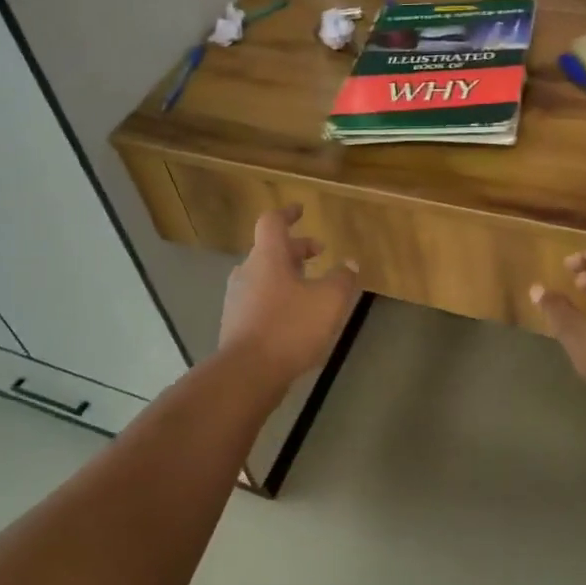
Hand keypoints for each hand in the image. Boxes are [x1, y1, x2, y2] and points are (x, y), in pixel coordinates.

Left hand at [219, 205, 359, 384]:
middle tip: (319, 252)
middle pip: (270, 249)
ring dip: (287, 274)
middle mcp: (247, 271)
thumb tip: (350, 263)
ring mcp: (237, 298)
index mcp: (267, 257)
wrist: (247, 374)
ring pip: (264, 275)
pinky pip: (259, 298)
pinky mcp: (235, 323)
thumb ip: (342, 279)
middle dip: (296, 248)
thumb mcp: (328, 301)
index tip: (301, 210)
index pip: (272, 222)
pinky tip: (294, 315)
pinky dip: (277, 296)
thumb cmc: (289, 328)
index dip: (287, 214)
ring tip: (310, 286)